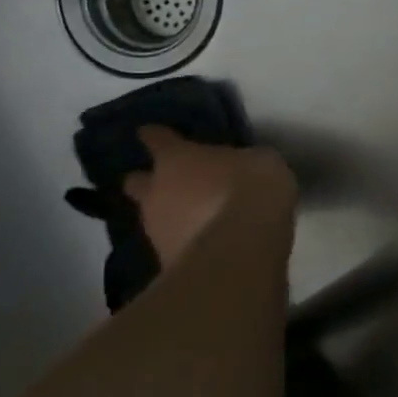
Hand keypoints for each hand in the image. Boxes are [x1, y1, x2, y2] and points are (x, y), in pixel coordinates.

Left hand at [122, 126, 297, 270]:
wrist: (241, 248)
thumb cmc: (250, 188)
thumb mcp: (260, 161)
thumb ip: (242, 162)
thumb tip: (240, 167)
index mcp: (176, 158)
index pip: (156, 138)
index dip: (157, 136)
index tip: (153, 133)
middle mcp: (156, 191)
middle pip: (137, 182)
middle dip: (148, 182)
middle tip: (171, 183)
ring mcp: (156, 230)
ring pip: (152, 217)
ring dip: (169, 216)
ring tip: (195, 219)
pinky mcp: (165, 263)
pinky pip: (172, 245)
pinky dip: (184, 243)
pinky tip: (206, 244)